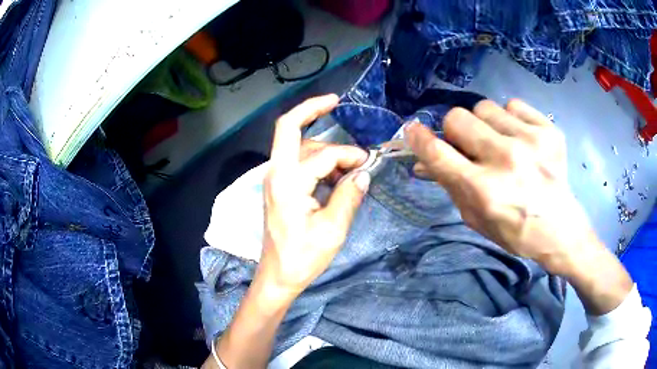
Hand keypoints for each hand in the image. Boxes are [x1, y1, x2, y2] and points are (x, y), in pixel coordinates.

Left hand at [256, 94, 370, 303]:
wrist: (278, 276)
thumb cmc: (303, 256)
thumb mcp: (333, 229)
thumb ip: (349, 195)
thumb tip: (364, 172)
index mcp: (288, 182)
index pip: (324, 155)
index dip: (349, 155)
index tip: (368, 165)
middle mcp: (276, 172)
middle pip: (288, 128)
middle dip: (311, 109)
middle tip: (335, 101)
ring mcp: (275, 178)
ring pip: (297, 145)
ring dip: (322, 145)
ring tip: (348, 160)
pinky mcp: (279, 186)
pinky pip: (298, 161)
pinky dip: (316, 159)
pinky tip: (334, 172)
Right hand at [406, 99, 596, 275]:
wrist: (560, 230)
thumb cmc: (514, 231)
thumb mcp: (476, 218)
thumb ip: (450, 186)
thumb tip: (423, 163)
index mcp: (484, 190)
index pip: (439, 153)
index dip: (419, 138)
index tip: (413, 130)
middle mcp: (506, 160)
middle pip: (458, 118)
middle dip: (456, 131)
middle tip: (469, 146)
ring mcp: (530, 141)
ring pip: (485, 107)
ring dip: (484, 124)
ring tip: (500, 142)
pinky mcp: (548, 130)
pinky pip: (513, 105)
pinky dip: (510, 119)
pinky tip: (520, 138)